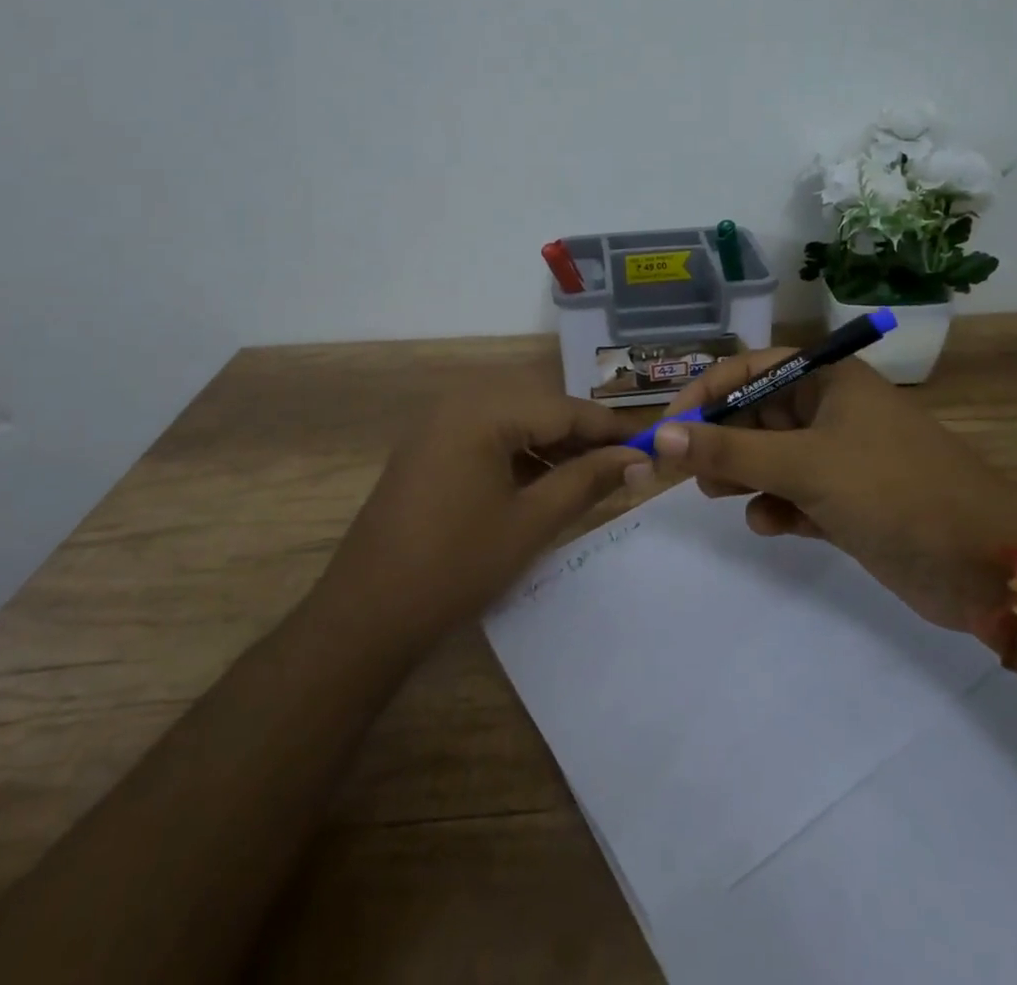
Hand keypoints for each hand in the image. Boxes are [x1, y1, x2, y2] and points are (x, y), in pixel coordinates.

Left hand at [321, 394, 642, 650]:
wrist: (366, 615)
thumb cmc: (456, 567)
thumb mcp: (532, 522)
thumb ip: (587, 481)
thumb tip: (637, 459)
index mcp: (483, 410)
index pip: (564, 408)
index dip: (610, 428)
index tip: (650, 445)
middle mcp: (459, 402)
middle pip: (539, 406)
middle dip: (582, 435)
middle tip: (622, 465)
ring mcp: (438, 423)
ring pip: (513, 419)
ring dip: (552, 444)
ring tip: (588, 477)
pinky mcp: (429, 447)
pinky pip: (487, 435)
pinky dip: (520, 453)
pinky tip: (542, 482)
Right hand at [636, 350, 1016, 634]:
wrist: (987, 563)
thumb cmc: (893, 490)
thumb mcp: (804, 465)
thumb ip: (729, 452)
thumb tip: (659, 437)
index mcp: (828, 380)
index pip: (749, 369)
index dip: (704, 395)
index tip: (667, 430)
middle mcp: (831, 411)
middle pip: (755, 414)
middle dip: (721, 442)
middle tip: (690, 474)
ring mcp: (840, 457)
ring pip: (770, 457)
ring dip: (744, 476)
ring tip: (726, 499)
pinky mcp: (847, 501)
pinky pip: (793, 494)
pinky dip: (777, 507)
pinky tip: (773, 526)